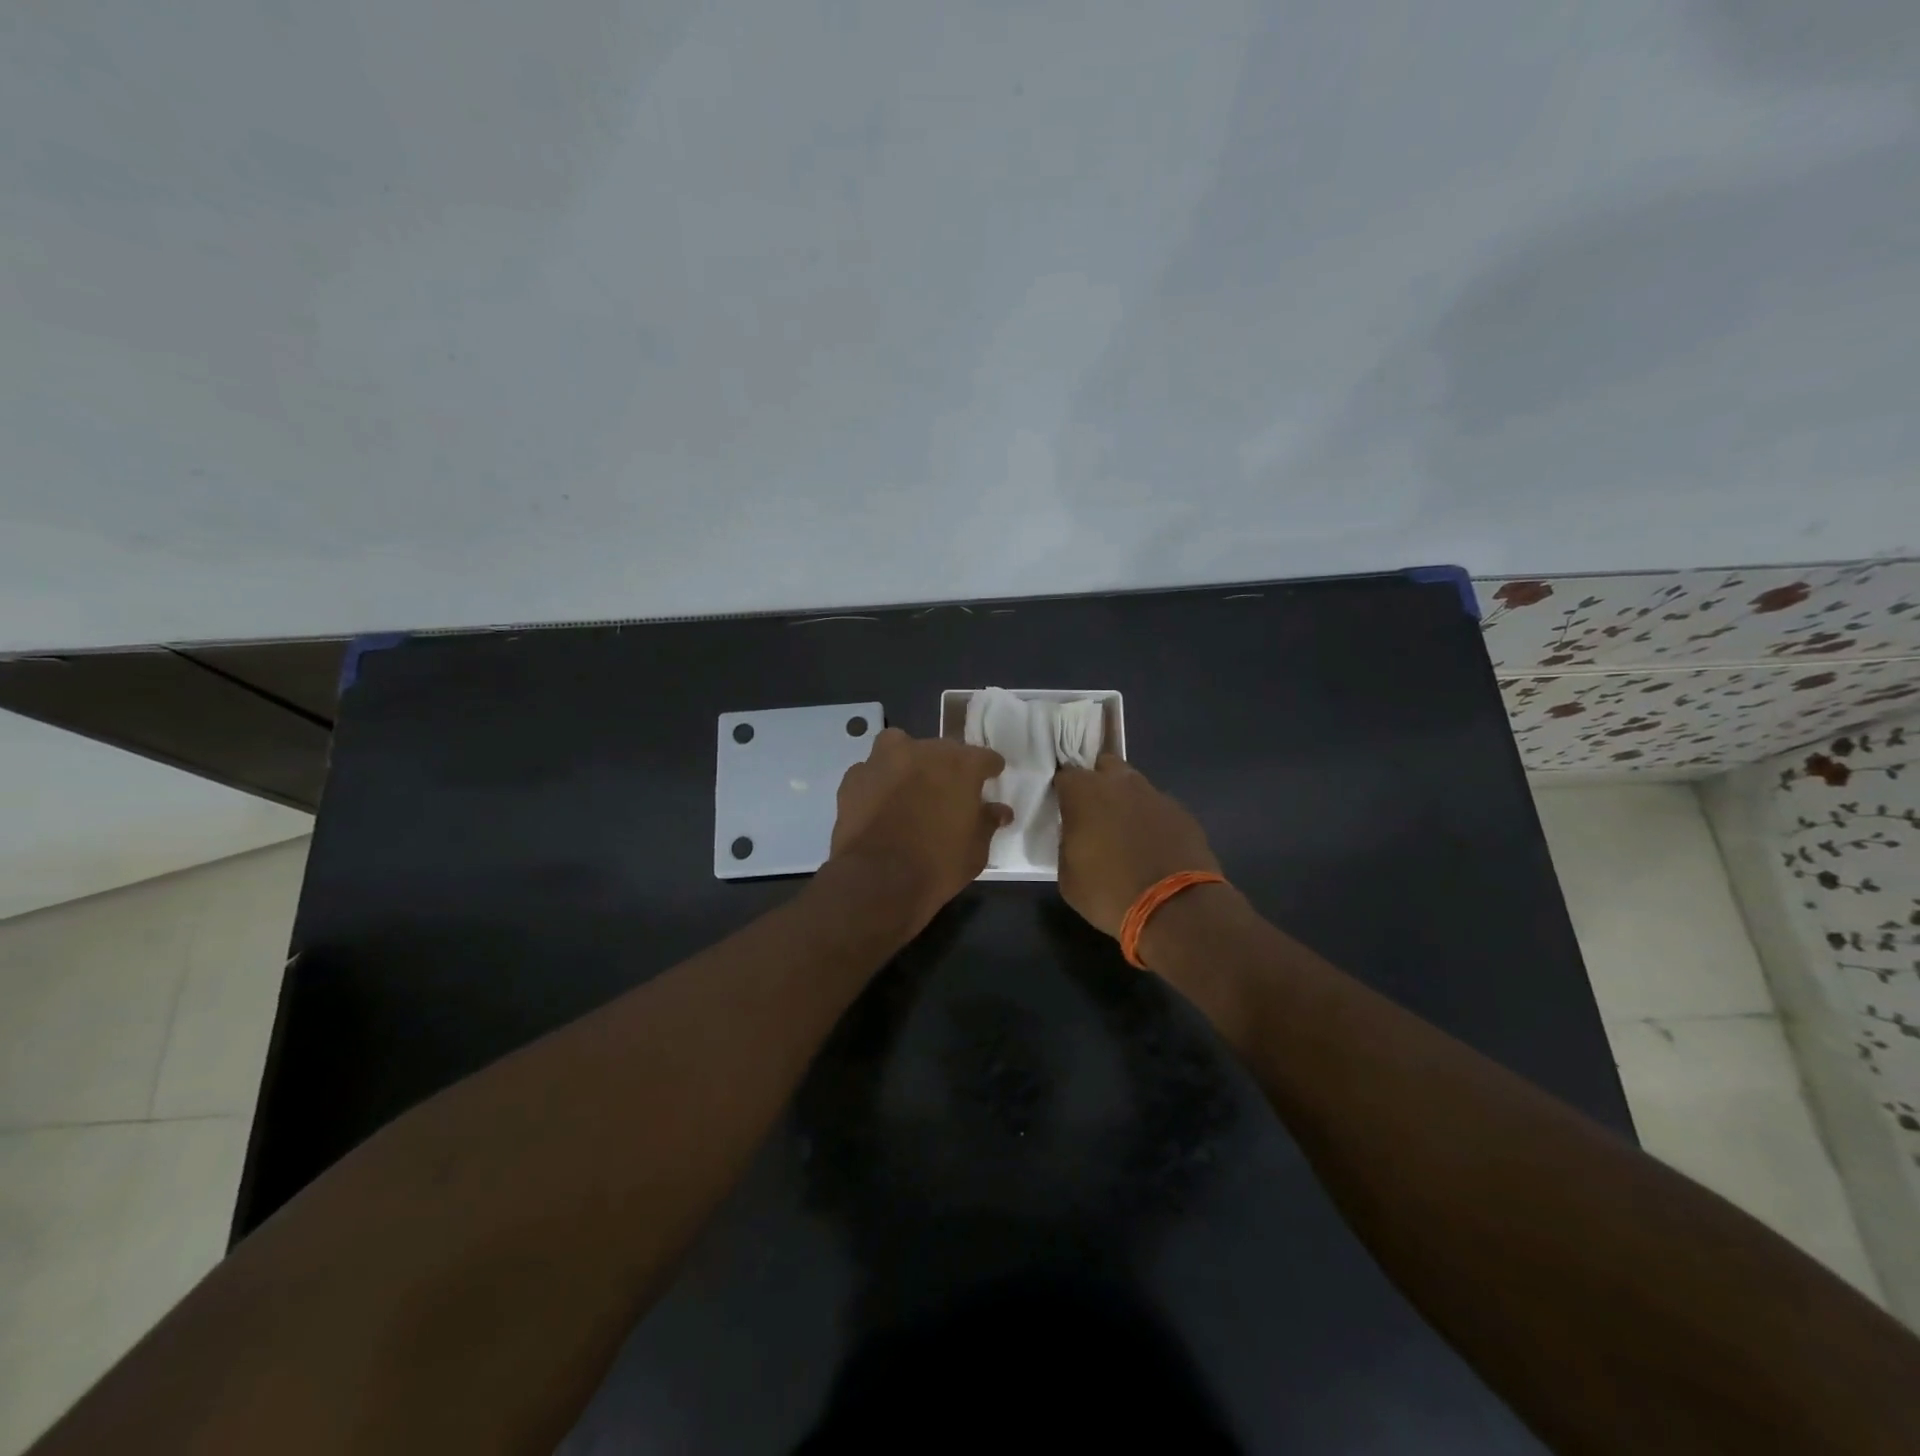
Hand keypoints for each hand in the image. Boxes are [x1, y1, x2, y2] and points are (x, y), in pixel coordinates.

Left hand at [829, 728, 1011, 929]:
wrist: (876, 880)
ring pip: (900, 747)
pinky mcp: (854, 777)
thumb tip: (999, 811)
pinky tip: (879, 802)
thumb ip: (987, 822)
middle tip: (948, 791)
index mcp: (960, 765)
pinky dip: (878, 781)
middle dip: (948, 767)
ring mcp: (883, 760)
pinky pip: (872, 770)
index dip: (989, 768)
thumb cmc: (937, 866)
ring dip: (908, 761)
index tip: (991, 778)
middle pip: (942, 749)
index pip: (984, 757)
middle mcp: (922, 752)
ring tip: (910, 786)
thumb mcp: (975, 851)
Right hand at [1054, 755, 1221, 938]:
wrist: (1175, 908)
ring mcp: (1155, 794)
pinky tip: (1153, 847)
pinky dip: (1152, 820)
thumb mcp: (1068, 877)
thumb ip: (1067, 844)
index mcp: (1084, 793)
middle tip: (1094, 814)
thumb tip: (1076, 835)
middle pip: (1104, 766)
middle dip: (1097, 783)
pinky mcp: (1182, 811)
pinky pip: (1158, 807)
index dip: (1064, 791)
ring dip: (1126, 801)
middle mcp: (1120, 783)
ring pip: (1134, 785)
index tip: (1064, 810)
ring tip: (1126, 833)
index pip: (1065, 775)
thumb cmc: (1109, 892)